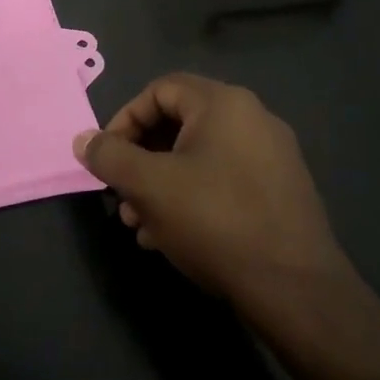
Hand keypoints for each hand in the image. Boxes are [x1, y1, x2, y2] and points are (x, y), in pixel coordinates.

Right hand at [73, 73, 354, 306]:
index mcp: (224, 104)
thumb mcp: (149, 186)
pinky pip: (223, 181)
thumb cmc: (215, 221)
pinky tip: (171, 238)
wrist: (295, 289)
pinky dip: (191, 199)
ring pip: (198, 159)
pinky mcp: (280, 192)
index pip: (159, 90)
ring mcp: (272, 158)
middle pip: (178, 125)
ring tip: (139, 225)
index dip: (124, 119)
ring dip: (160, 186)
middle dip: (140, 161)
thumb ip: (110, 157)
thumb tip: (83, 139)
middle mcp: (253, 120)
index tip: (107, 158)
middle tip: (121, 197)